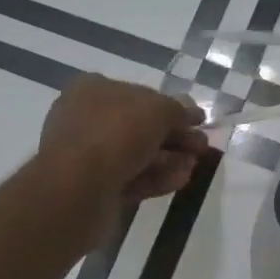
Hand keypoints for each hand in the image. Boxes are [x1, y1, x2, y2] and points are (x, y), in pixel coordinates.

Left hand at [37, 75, 210, 244]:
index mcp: (92, 89)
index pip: (138, 93)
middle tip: (201, 147)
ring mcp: (87, 155)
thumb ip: (178, 109)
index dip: (170, 107)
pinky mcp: (93, 187)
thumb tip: (193, 112)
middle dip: (173, 136)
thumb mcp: (157, 110)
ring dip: (168, 159)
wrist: (78, 188)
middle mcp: (86, 118)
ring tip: (194, 165)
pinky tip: (179, 181)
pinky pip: (130, 178)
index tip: (197, 121)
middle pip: (138, 126)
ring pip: (136, 154)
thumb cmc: (116, 133)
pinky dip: (155, 178)